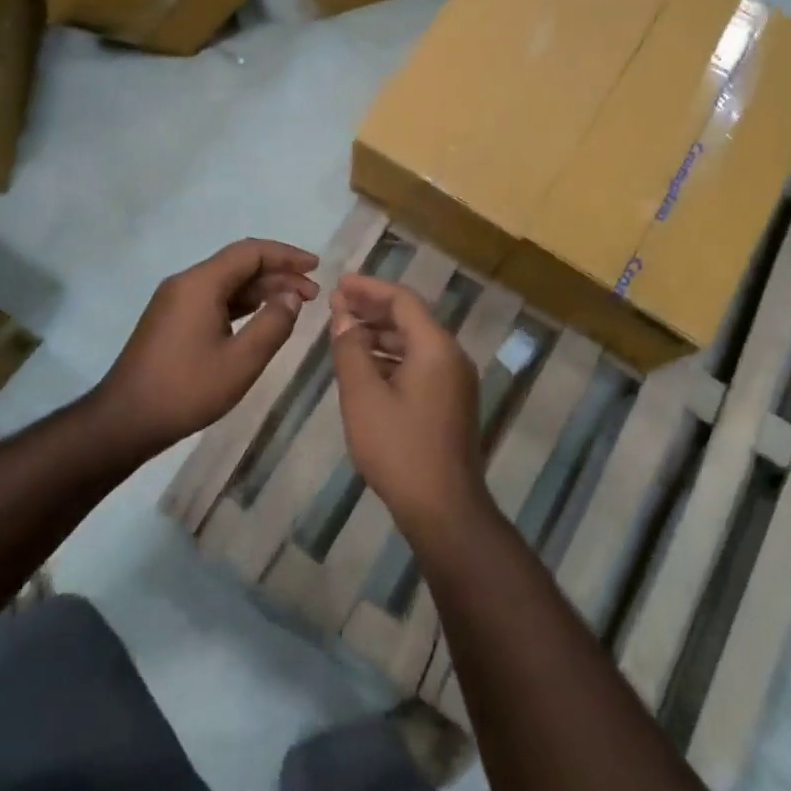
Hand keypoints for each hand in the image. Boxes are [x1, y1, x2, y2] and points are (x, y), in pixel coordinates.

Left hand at [88, 239, 318, 456]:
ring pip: (227, 282)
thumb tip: (292, 296)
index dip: (286, 255)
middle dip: (278, 273)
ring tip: (296, 304)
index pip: (250, 252)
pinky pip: (214, 298)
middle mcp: (186, 283)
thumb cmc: (186, 390)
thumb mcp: (241, 361)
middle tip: (313, 293)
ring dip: (262, 289)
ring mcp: (176, 301)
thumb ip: (273, 324)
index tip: (316, 267)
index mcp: (200, 284)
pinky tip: (262, 316)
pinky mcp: (172, 320)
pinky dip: (243, 303)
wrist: (125, 420)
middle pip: (238, 264)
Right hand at [329, 273, 487, 535]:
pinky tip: (365, 366)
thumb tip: (343, 316)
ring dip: (380, 334)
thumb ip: (350, 350)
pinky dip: (391, 358)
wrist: (443, 507)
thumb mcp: (363, 396)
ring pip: (414, 343)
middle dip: (372, 309)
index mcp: (435, 347)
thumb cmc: (399, 448)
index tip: (338, 283)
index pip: (402, 300)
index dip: (368, 288)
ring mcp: (454, 381)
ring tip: (344, 332)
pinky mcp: (450, 402)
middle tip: (336, 304)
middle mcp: (451, 357)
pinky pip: (419, 365)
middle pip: (410, 319)